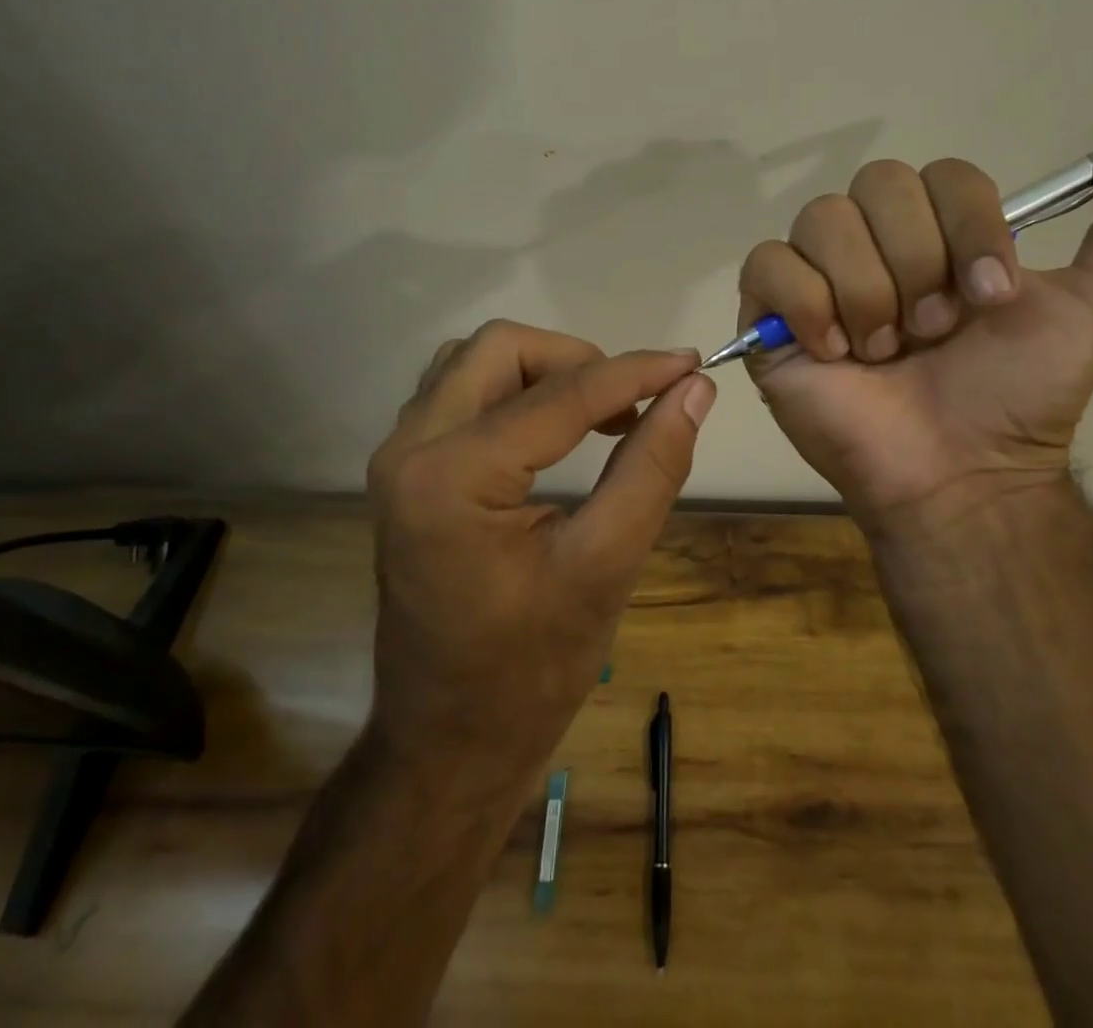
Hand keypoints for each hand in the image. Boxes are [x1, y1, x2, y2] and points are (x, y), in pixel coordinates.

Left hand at [365, 322, 713, 791]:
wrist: (447, 744)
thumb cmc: (529, 672)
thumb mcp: (605, 567)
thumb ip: (652, 466)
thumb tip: (693, 390)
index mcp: (453, 476)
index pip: (560, 395)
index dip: (635, 373)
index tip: (691, 365)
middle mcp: (410, 449)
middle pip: (500, 349)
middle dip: (577, 361)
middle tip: (633, 403)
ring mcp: (399, 459)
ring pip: (476, 364)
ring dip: (544, 372)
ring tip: (601, 415)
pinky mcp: (406, 473)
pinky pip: (460, 394)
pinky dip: (516, 393)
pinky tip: (556, 431)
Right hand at [738, 132, 1092, 526]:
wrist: (958, 473)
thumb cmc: (1018, 395)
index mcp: (939, 232)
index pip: (943, 175)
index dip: (969, 228)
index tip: (990, 300)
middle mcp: (875, 241)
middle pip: (878, 184)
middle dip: (916, 262)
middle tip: (931, 332)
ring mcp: (817, 274)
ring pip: (823, 220)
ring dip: (867, 293)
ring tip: (881, 353)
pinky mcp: (767, 312)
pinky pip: (769, 265)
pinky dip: (807, 306)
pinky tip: (832, 352)